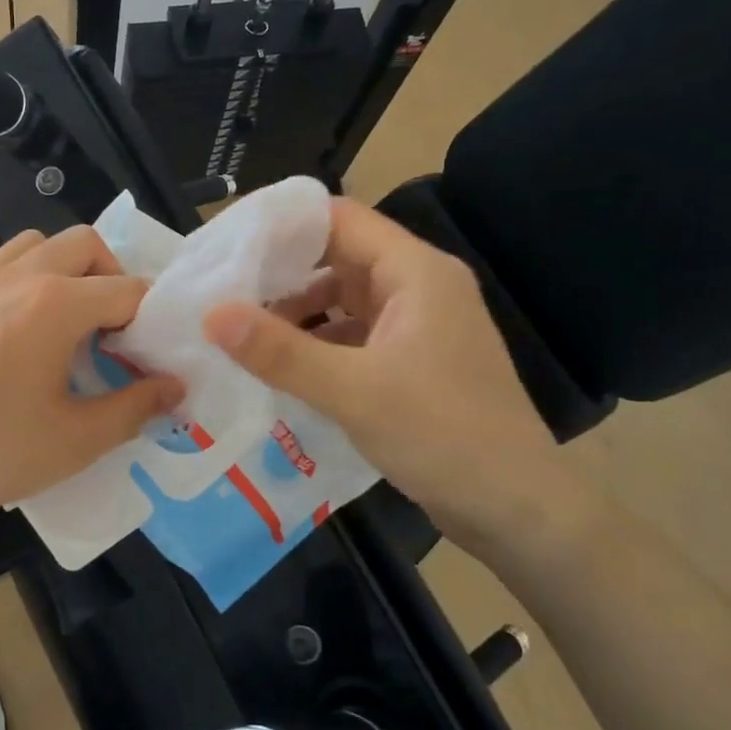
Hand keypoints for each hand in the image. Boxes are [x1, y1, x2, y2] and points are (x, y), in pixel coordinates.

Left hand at [0, 227, 184, 527]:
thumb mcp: (76, 441)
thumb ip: (135, 408)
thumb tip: (175, 387)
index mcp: (54, 305)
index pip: (126, 289)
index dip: (149, 319)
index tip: (147, 353)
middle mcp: (15, 278)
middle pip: (82, 244)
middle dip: (111, 275)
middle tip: (112, 327)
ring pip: (33, 245)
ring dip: (62, 269)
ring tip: (63, 322)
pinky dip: (20, 286)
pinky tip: (10, 341)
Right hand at [202, 198, 598, 560]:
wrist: (518, 511)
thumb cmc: (444, 436)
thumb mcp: (353, 392)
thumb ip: (280, 351)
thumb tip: (212, 314)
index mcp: (415, 272)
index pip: (339, 219)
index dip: (282, 224)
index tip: (227, 244)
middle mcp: (418, 286)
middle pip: (338, 255)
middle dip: (281, 271)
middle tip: (221, 288)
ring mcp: (418, 325)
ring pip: (343, 298)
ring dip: (296, 311)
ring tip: (241, 330)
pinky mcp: (412, 361)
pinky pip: (353, 334)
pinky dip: (316, 342)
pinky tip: (280, 366)